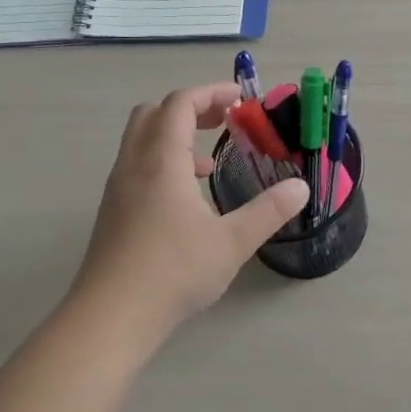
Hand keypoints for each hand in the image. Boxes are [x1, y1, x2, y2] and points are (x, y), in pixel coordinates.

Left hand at [68, 84, 307, 337]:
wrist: (109, 318)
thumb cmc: (173, 272)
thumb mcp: (232, 242)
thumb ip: (268, 211)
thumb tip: (301, 187)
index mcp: (161, 161)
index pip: (180, 104)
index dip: (211, 93)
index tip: (241, 98)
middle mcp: (133, 166)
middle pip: (153, 113)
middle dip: (190, 108)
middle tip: (223, 120)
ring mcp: (117, 190)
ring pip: (141, 140)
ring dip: (174, 136)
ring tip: (209, 163)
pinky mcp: (112, 213)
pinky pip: (136, 166)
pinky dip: (162, 163)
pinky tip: (186, 199)